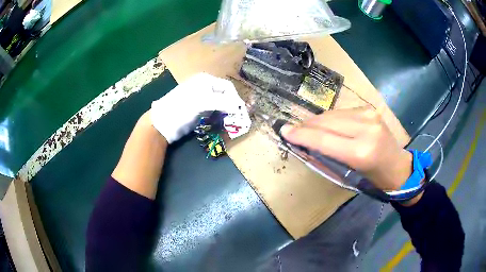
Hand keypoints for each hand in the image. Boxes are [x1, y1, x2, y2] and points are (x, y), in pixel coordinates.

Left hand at [151, 73, 249, 143]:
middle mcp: (205, 87)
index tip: (241, 111)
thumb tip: (240, 106)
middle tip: (238, 118)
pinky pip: (214, 112)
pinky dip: (219, 117)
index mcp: (205, 80)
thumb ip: (222, 102)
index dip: (235, 98)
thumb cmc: (180, 108)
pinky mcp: (199, 111)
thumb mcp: (201, 102)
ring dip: (227, 112)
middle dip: (232, 106)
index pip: (227, 86)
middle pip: (225, 95)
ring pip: (220, 104)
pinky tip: (220, 123)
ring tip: (230, 122)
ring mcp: (201, 99)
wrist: (162, 123)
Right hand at [281, 107, 411, 190]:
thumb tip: (303, 143)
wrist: (396, 166)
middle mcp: (366, 128)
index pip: (323, 138)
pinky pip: (341, 112)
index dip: (301, 134)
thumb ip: (324, 157)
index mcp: (361, 151)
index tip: (284, 130)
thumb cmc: (371, 178)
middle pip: (326, 121)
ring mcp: (369, 114)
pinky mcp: (369, 108)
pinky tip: (328, 126)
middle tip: (293, 131)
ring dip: (317, 122)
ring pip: (332, 114)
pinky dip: (330, 119)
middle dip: (306, 126)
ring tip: (308, 130)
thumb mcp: (347, 174)